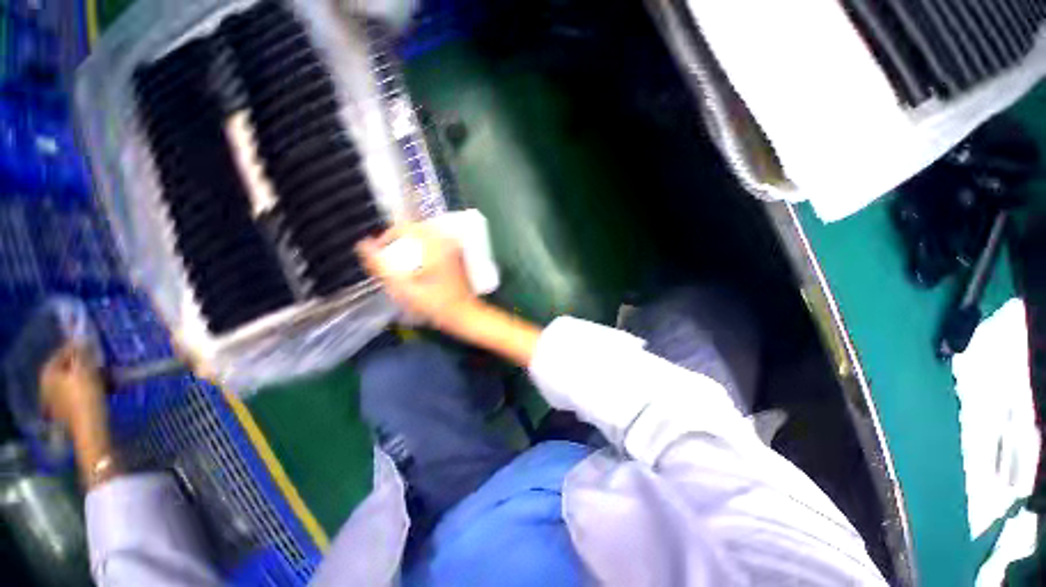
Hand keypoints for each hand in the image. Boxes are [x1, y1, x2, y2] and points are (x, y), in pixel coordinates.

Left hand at [40, 344, 116, 486]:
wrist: (90, 430)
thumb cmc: (86, 398)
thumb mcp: (86, 372)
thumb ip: (83, 353)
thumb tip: (83, 336)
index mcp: (49, 374)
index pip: (62, 353)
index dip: (77, 347)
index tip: (94, 344)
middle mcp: (49, 385)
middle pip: (68, 368)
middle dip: (86, 364)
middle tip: (103, 362)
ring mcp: (58, 400)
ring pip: (76, 381)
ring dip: (92, 376)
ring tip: (109, 376)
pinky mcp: (70, 409)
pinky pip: (80, 392)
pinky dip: (92, 388)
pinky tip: (105, 390)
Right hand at [356, 222, 480, 332]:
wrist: (465, 315)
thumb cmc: (435, 304)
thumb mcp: (403, 288)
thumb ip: (380, 265)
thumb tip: (363, 244)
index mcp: (436, 245)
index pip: (405, 227)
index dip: (387, 237)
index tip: (380, 253)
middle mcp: (447, 241)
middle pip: (415, 232)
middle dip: (399, 244)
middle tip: (391, 262)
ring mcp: (455, 248)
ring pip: (425, 239)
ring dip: (411, 248)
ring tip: (403, 267)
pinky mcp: (458, 256)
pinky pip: (435, 246)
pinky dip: (423, 253)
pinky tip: (419, 270)